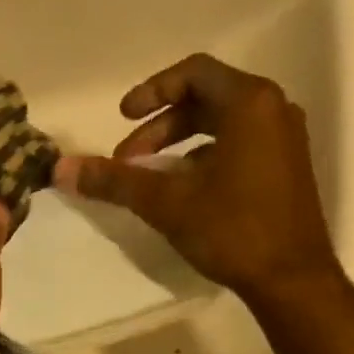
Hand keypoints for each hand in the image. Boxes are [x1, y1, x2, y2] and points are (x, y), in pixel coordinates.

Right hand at [56, 54, 343, 306]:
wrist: (291, 280)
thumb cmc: (232, 230)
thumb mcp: (167, 203)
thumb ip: (116, 181)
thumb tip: (62, 168)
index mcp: (249, 103)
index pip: (193, 73)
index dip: (151, 90)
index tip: (122, 117)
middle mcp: (273, 110)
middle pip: (206, 99)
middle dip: (160, 126)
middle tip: (128, 160)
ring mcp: (285, 140)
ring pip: (222, 125)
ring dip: (180, 144)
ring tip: (151, 178)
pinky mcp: (287, 168)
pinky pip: (239, 145)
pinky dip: (205, 157)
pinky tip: (185, 193)